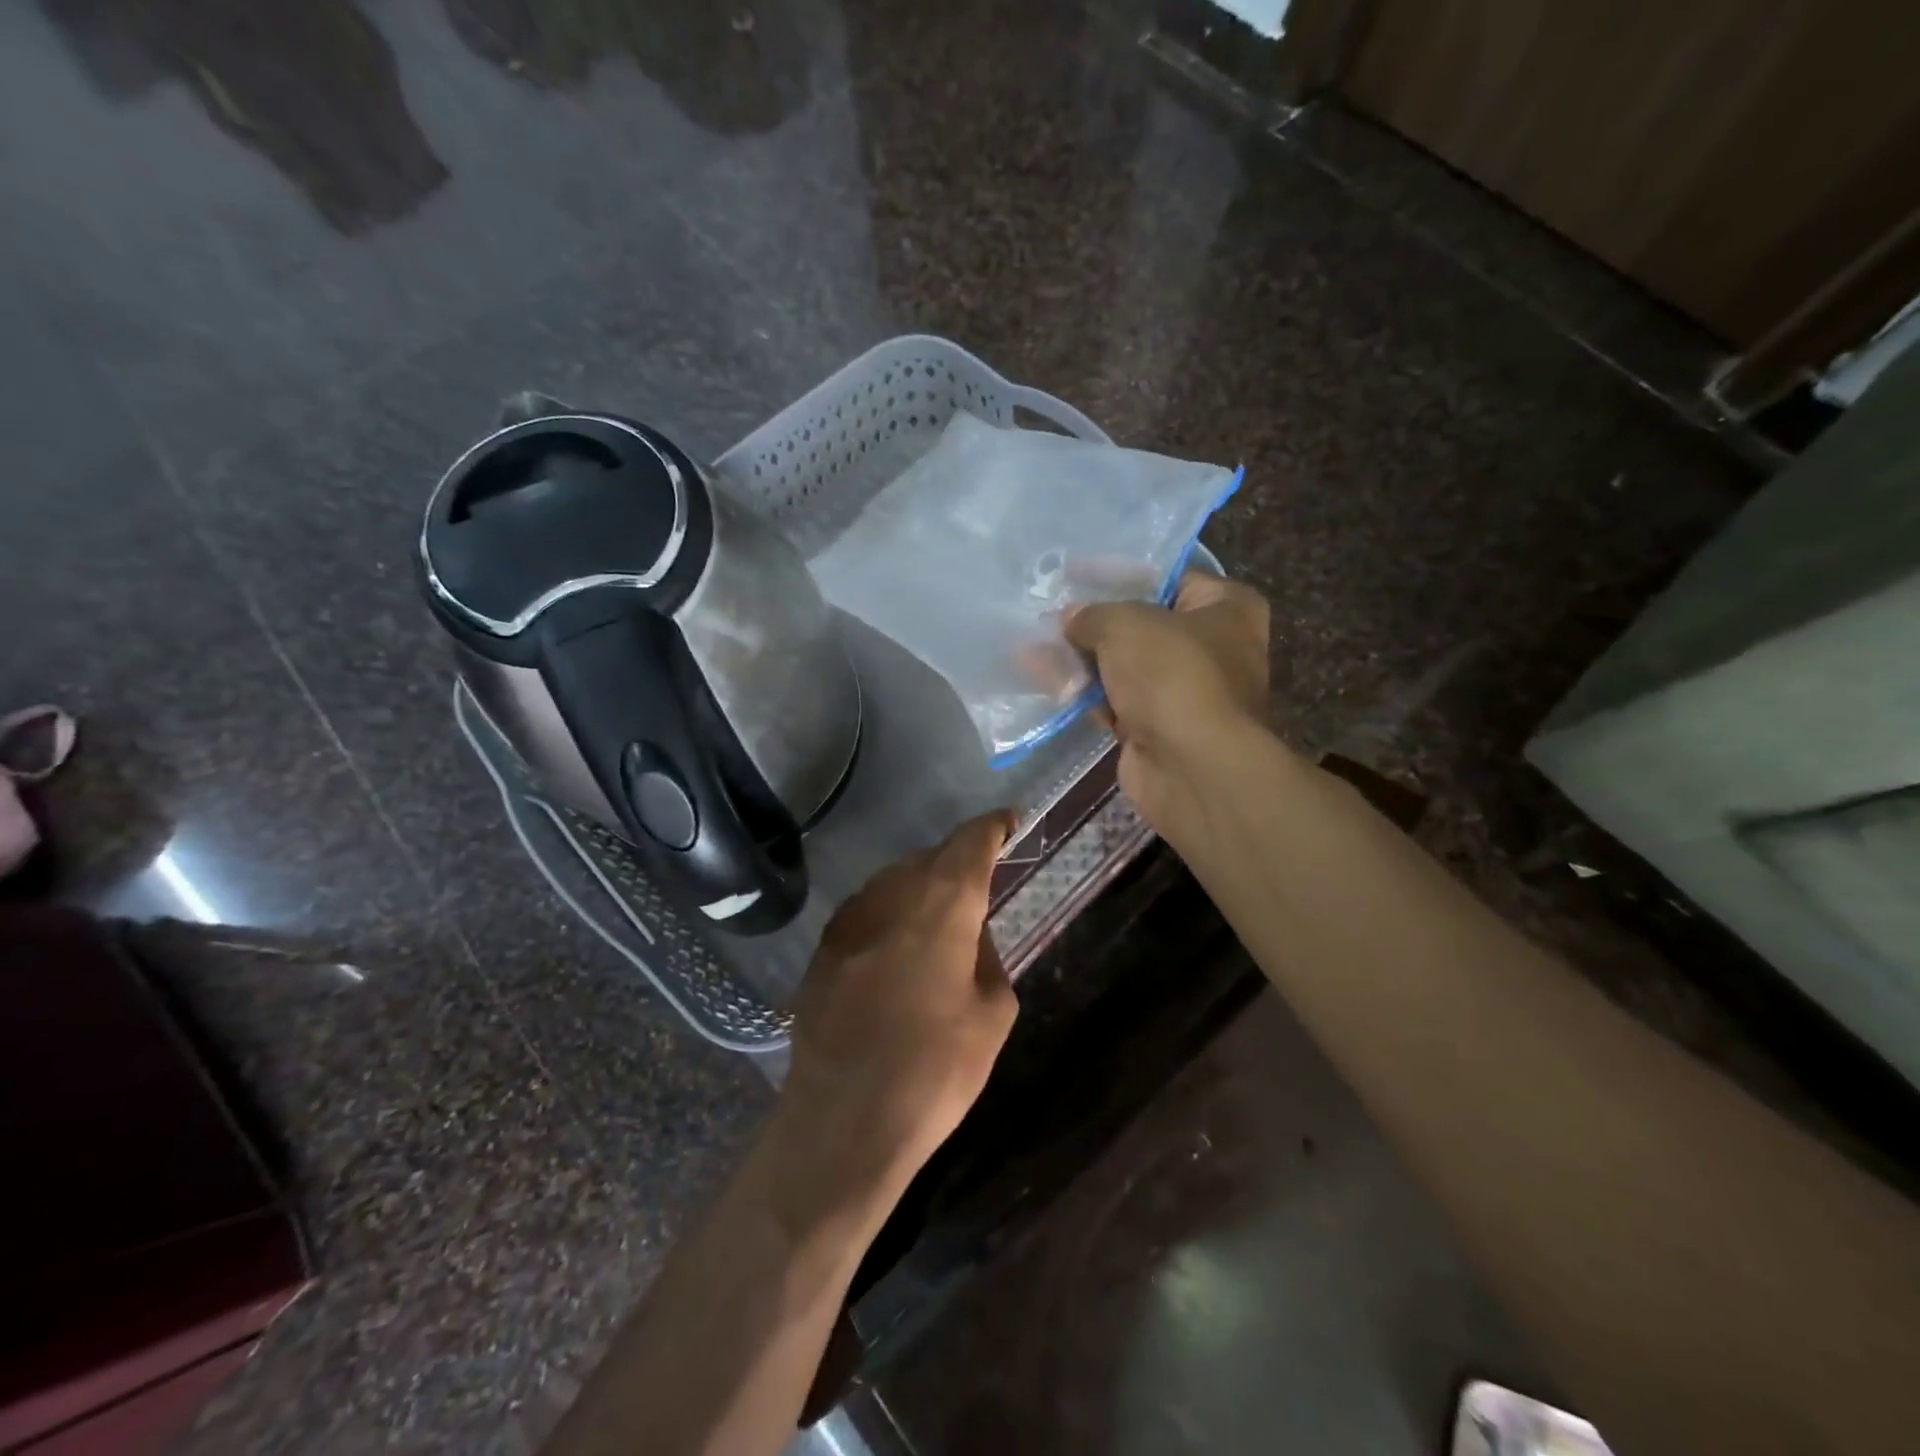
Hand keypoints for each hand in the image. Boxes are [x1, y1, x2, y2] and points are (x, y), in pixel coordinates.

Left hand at [777, 811, 1018, 1206]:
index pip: (971, 841)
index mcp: (944, 904)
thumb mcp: (991, 1015)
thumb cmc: (934, 1072)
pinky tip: (896, 951)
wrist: (844, 1122)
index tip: (1010, 824)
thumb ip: (989, 956)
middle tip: (979, 889)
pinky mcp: (823, 947)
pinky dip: (890, 914)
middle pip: (931, 856)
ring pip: (894, 880)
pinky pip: (867, 910)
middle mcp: (892, 894)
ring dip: (921, 888)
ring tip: (938, 923)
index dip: (993, 827)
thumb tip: (972, 934)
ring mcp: (851, 918)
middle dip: (958, 863)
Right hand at [1064, 571, 1269, 827]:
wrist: (1192, 767)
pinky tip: (1042, 677)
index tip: (1076, 572)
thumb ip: (1093, 614)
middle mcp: (1211, 647)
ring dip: (1080, 657)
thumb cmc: (1173, 675)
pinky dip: (1082, 691)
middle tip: (1048, 609)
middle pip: (1142, 623)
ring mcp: (1183, 691)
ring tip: (1032, 642)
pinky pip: (1112, 700)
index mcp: (1226, 608)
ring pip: (1123, 665)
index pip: (1170, 576)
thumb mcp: (1127, 624)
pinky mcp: (1155, 727)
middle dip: (1094, 620)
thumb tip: (1070, 618)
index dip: (1121, 573)